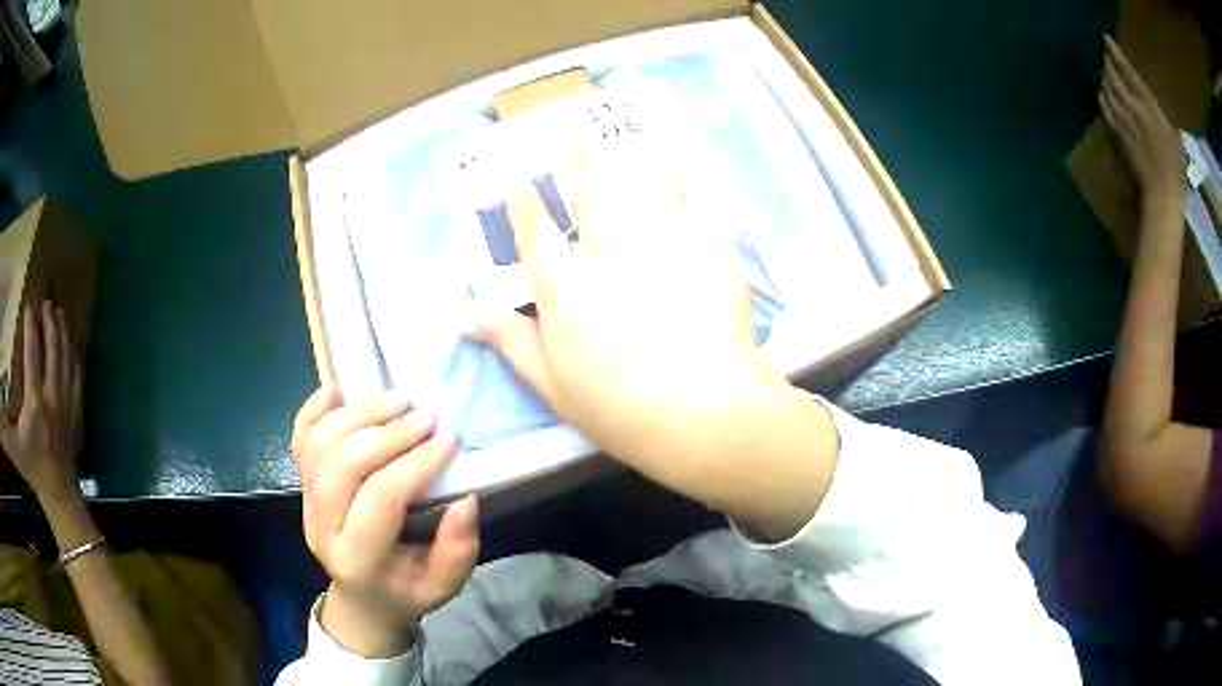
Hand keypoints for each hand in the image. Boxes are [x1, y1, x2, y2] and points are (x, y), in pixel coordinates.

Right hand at [0, 302, 82, 498]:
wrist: (57, 491)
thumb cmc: (32, 467)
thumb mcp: (13, 448)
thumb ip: (3, 430)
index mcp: (35, 402)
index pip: (32, 355)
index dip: (31, 329)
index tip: (29, 308)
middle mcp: (53, 397)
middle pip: (53, 350)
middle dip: (50, 323)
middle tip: (47, 302)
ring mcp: (67, 403)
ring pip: (67, 359)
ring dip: (63, 333)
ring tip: (59, 313)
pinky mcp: (75, 411)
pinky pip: (77, 376)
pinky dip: (73, 355)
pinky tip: (71, 343)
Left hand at [291, 386, 478, 657]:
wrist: (362, 597)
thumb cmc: (405, 590)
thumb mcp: (443, 587)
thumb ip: (457, 551)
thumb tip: (465, 500)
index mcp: (357, 559)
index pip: (381, 499)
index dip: (415, 464)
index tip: (449, 440)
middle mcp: (321, 527)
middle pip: (342, 465)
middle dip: (386, 433)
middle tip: (425, 416)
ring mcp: (304, 501)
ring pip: (320, 444)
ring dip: (358, 413)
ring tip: (398, 399)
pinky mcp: (300, 483)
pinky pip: (300, 438)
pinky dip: (315, 408)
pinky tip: (339, 388)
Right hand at [472, 138, 834, 538]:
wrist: (703, 411)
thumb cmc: (620, 409)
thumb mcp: (552, 386)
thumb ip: (511, 342)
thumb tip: (468, 316)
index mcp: (564, 286)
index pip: (533, 231)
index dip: (523, 203)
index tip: (519, 184)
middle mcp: (607, 249)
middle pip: (591, 188)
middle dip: (582, 159)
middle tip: (582, 141)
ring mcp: (660, 240)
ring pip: (644, 180)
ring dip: (635, 157)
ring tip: (633, 142)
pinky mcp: (708, 244)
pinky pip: (697, 197)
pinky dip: (688, 178)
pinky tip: (686, 169)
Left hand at [1099, 35, 1185, 204]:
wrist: (1162, 192)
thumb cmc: (1175, 167)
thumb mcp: (1175, 136)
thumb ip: (1161, 115)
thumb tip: (1153, 108)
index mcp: (1146, 102)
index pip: (1126, 69)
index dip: (1115, 52)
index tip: (1107, 40)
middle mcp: (1131, 105)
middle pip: (1112, 75)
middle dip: (1107, 62)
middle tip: (1105, 55)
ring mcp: (1122, 120)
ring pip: (1107, 89)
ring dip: (1104, 78)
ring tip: (1104, 72)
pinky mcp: (1117, 135)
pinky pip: (1105, 109)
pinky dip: (1103, 97)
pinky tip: (1103, 94)